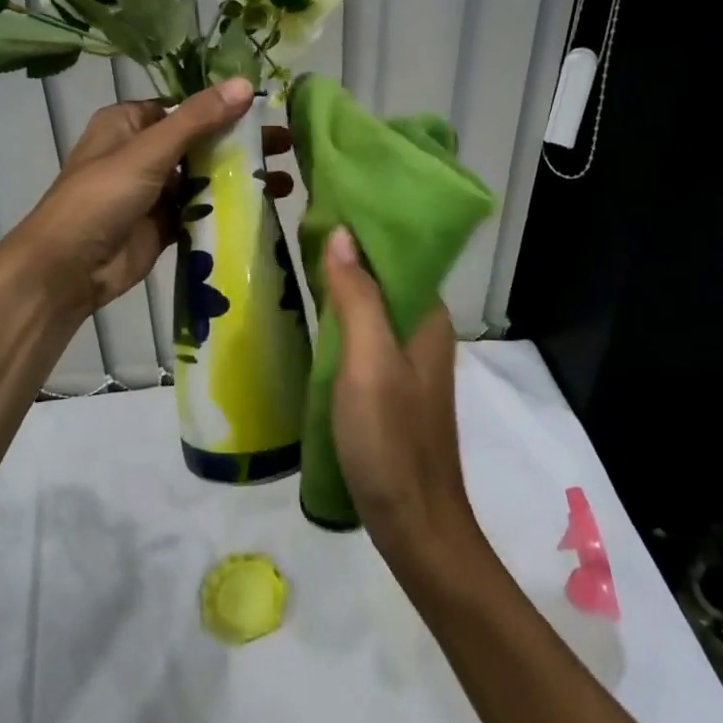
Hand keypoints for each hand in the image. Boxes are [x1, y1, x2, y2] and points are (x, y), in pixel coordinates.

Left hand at [0, 79, 293, 319]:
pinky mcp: (165, 224)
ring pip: (205, 176)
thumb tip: (246, 84)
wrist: (66, 270)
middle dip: (242, 144)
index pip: (186, 106)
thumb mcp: (148, 151)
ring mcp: (154, 190)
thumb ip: (197, 119)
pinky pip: (202, 209)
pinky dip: (229, 207)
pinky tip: (265, 206)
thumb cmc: (100, 198)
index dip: (226, 107)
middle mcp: (143, 151)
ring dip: (241, 177)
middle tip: (288, 145)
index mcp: (130, 122)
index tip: (269, 112)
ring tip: (287, 179)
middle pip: (201, 141)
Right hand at [322, 228, 480, 567]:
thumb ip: (357, 298)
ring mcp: (407, 360)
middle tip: (298, 222)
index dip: (365, 224)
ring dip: (342, 283)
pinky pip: (365, 334)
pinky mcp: (390, 384)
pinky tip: (311, 313)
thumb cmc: (391, 441)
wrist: (414, 525)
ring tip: (296, 256)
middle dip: (348, 249)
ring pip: (372, 305)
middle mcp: (422, 330)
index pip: (398, 252)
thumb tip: (342, 232)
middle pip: (385, 276)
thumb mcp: (368, 363)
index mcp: (426, 317)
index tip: (325, 198)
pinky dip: (341, 317)